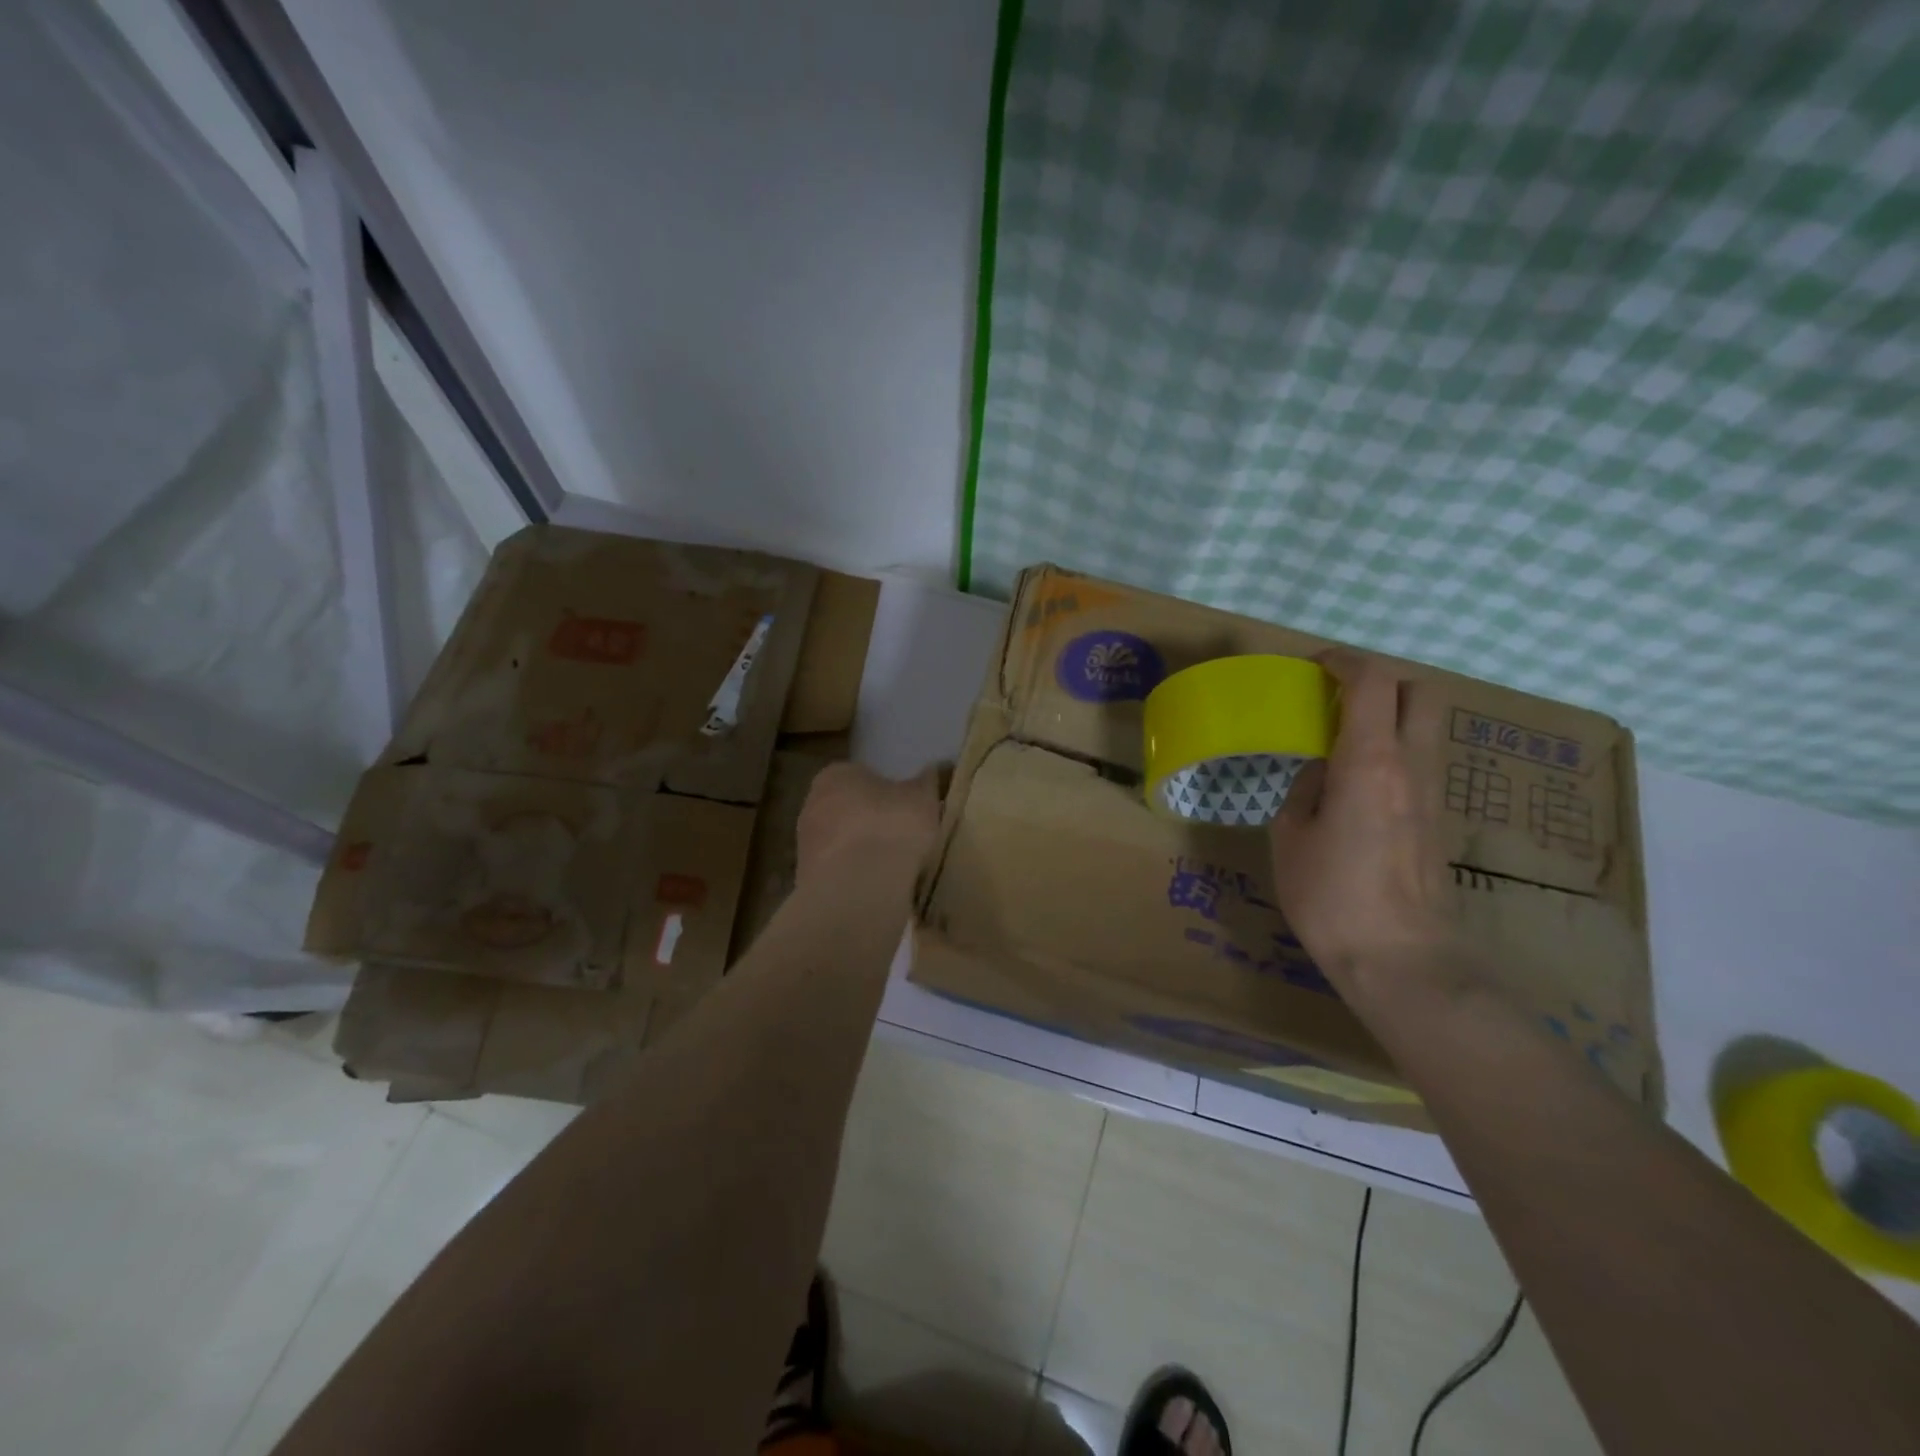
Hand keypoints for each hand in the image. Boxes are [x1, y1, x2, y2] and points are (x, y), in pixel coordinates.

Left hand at [796, 763, 942, 885]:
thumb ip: (925, 782)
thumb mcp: (923, 797)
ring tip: (891, 867)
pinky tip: (875, 887)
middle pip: (846, 809)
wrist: (858, 885)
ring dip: (859, 852)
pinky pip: (837, 872)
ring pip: (840, 842)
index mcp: (836, 774)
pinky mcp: (806, 879)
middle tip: (899, 836)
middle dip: (869, 821)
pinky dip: (853, 878)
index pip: (860, 776)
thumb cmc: (892, 826)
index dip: (885, 792)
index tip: (904, 808)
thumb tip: (930, 770)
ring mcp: (805, 843)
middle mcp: (812, 803)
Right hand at [1268, 650, 1463, 1005]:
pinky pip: (1419, 763)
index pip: (1372, 682)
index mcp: (1370, 762)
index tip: (1316, 666)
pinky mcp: (1439, 821)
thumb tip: (1322, 773)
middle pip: (1418, 692)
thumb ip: (1305, 790)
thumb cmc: (1331, 895)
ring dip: (1388, 718)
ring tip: (1341, 741)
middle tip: (1338, 698)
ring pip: (1424, 728)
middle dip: (1381, 681)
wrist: (1401, 960)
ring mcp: (1434, 794)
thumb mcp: (1290, 838)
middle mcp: (1412, 767)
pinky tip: (1357, 784)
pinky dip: (1392, 751)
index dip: (1344, 661)